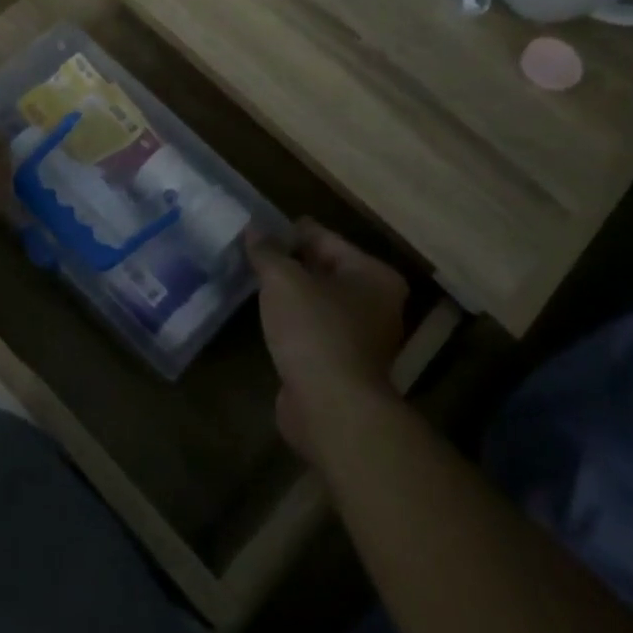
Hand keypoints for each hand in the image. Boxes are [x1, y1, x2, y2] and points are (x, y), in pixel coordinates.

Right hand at [248, 220, 407, 461]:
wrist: (331, 408)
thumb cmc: (315, 330)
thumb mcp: (284, 280)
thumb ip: (268, 251)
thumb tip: (254, 230)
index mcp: (374, 275)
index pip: (327, 239)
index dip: (293, 230)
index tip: (262, 225)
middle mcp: (377, 304)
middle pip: (326, 270)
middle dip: (292, 262)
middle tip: (254, 251)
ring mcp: (362, 338)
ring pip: (319, 302)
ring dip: (292, 294)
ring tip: (255, 280)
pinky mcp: (342, 365)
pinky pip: (313, 330)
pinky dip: (293, 321)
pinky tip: (266, 316)